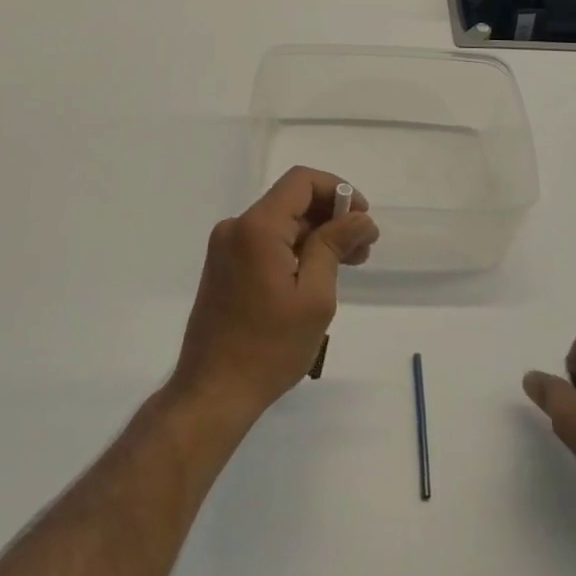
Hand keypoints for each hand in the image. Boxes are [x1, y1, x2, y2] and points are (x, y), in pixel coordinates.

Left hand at [170, 167, 379, 420]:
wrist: (212, 394)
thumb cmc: (269, 348)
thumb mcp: (314, 296)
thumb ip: (335, 246)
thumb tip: (360, 217)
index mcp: (257, 226)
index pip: (301, 181)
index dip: (337, 189)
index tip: (363, 218)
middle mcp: (236, 226)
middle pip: (291, 201)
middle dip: (330, 217)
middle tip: (363, 248)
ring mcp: (226, 247)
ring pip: (280, 223)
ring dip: (315, 235)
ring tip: (348, 263)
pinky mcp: (224, 266)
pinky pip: (265, 242)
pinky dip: (294, 249)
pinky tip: (317, 274)